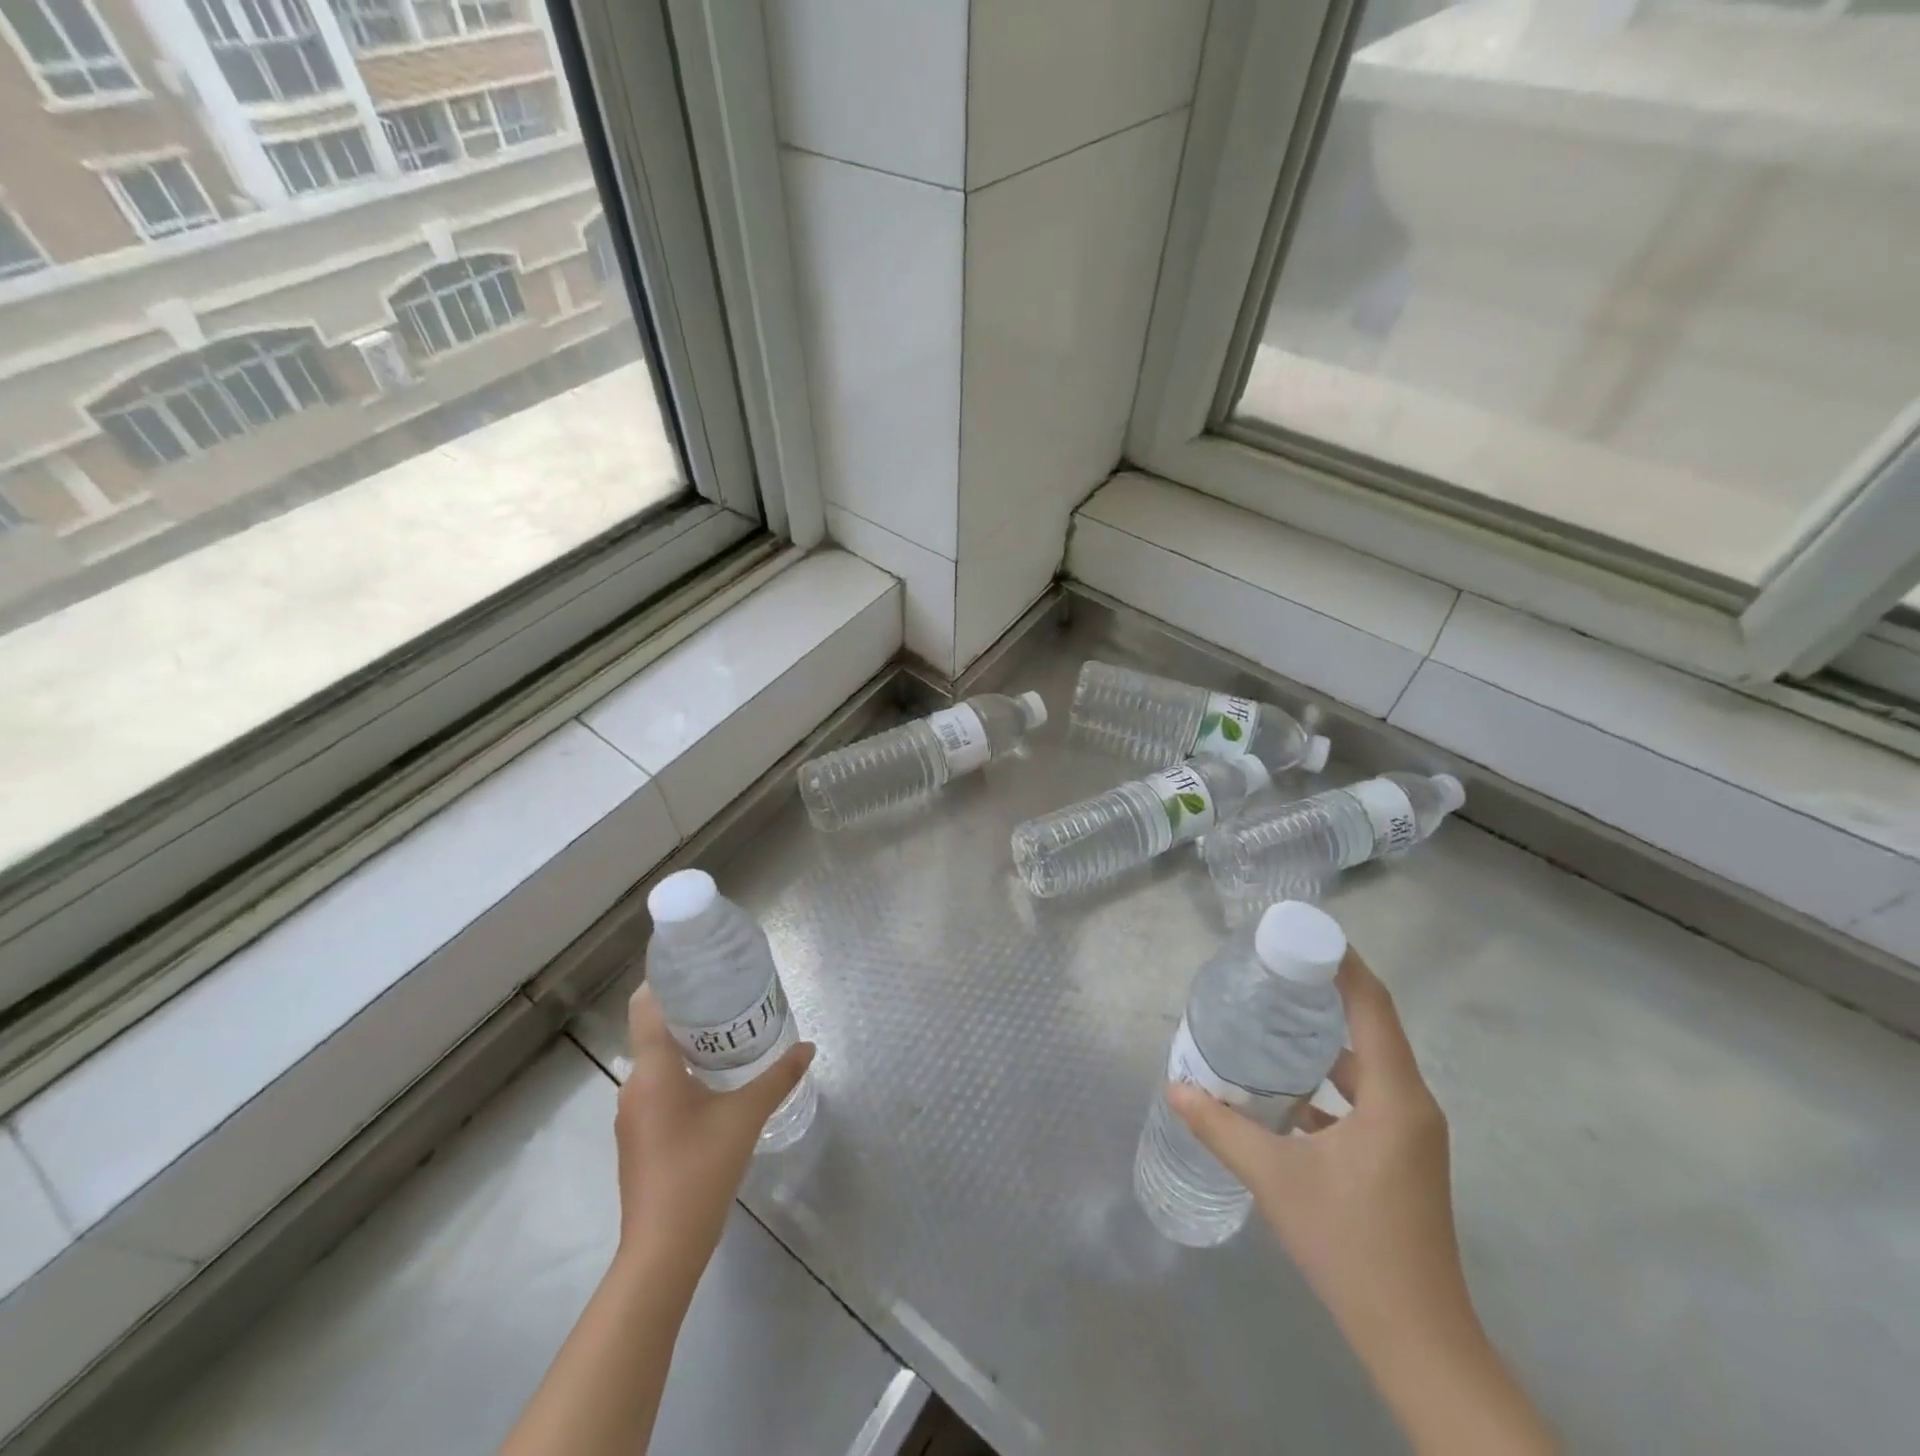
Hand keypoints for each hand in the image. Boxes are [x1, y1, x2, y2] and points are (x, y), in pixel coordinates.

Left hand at [613, 987, 814, 1279]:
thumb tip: (808, 1048)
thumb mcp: (747, 1116)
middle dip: (689, 1011)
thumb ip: (778, 1077)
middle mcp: (634, 1086)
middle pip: (654, 1031)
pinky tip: (714, 1082)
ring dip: (687, 1045)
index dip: (664, 981)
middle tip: (729, 997)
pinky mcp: (639, 1138)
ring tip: (728, 1034)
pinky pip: (658, 1088)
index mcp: (652, 1070)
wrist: (663, 1249)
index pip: (645, 1007)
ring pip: (657, 1062)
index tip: (697, 967)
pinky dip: (682, 1073)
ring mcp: (633, 1115)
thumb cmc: (700, 1169)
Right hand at [1170, 951, 1555, 1454]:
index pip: (1372, 1004)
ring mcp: (1411, 1133)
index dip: (1341, 962)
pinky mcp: (1401, 1155)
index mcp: (1395, 1097)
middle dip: (1324, 992)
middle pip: (1371, 1026)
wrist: (1417, 1340)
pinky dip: (1329, 1079)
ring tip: (1271, 1016)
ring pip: (1367, 1064)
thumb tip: (1175, 1087)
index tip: (1300, 932)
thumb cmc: (1352, 1247)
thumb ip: (1222, 1127)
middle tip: (1270, 969)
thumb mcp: (1275, 1180)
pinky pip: (1366, 1095)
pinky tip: (1284, 1086)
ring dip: (1324, 1038)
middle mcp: (1412, 1105)